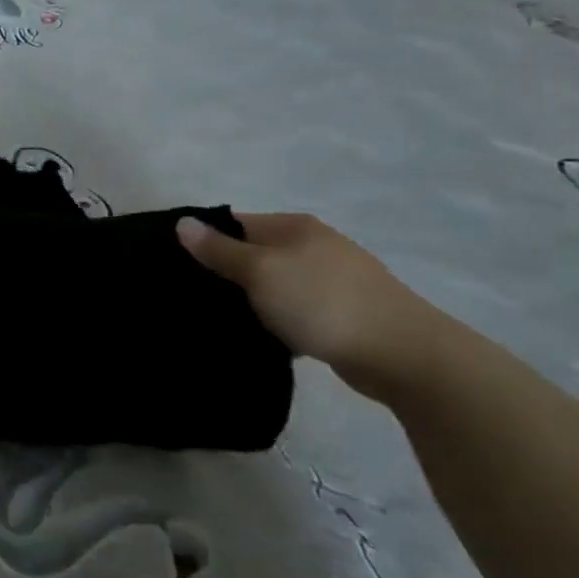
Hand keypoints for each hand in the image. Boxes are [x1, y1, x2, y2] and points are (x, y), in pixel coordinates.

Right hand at [177, 213, 442, 377]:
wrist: (403, 355)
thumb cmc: (322, 302)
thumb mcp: (260, 271)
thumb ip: (219, 250)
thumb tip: (183, 222)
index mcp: (294, 226)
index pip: (234, 223)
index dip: (203, 240)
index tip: (175, 266)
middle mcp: (314, 245)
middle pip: (253, 253)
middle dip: (224, 273)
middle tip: (191, 296)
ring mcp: (333, 279)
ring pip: (273, 284)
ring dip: (250, 299)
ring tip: (220, 320)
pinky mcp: (343, 312)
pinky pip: (294, 309)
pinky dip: (276, 320)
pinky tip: (261, 337)